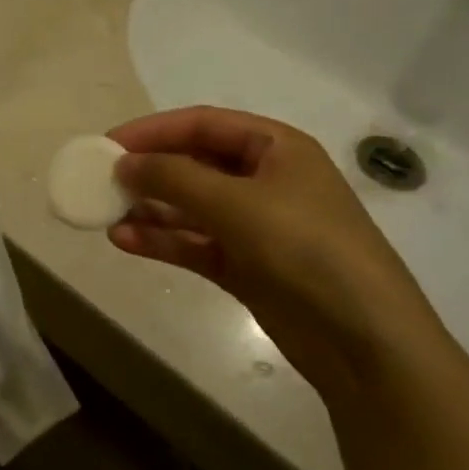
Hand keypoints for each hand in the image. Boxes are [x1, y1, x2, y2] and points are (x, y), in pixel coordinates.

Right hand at [108, 107, 449, 395]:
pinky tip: (125, 241)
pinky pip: (195, 243)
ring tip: (106, 213)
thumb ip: (174, 177)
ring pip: (190, 206)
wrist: (367, 344)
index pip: (202, 125)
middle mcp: (265, 180)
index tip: (109, 144)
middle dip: (149, 171)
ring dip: (150, 208)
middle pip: (194, 164)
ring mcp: (256, 226)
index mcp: (275, 147)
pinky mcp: (246, 266)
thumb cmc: (306, 249)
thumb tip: (125, 163)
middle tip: (101, 180)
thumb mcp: (237, 203)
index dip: (154, 130)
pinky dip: (163, 240)